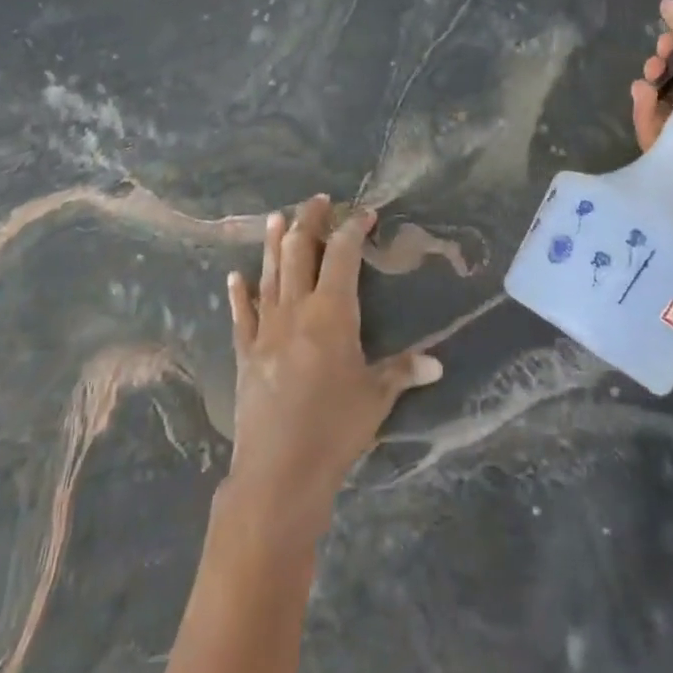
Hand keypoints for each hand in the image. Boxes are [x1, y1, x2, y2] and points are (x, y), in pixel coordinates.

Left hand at [224, 195, 441, 544]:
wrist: (279, 471)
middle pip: (300, 251)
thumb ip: (403, 372)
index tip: (365, 214)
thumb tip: (437, 363)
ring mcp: (265, 329)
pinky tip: (235, 276)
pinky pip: (241, 315)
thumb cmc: (335, 429)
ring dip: (273, 243)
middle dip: (309, 221)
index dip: (354, 229)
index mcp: (332, 313)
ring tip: (276, 217)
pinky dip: (239, 293)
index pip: (343, 255)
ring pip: (269, 274)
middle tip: (317, 200)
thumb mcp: (376, 398)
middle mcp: (296, 310)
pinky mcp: (246, 353)